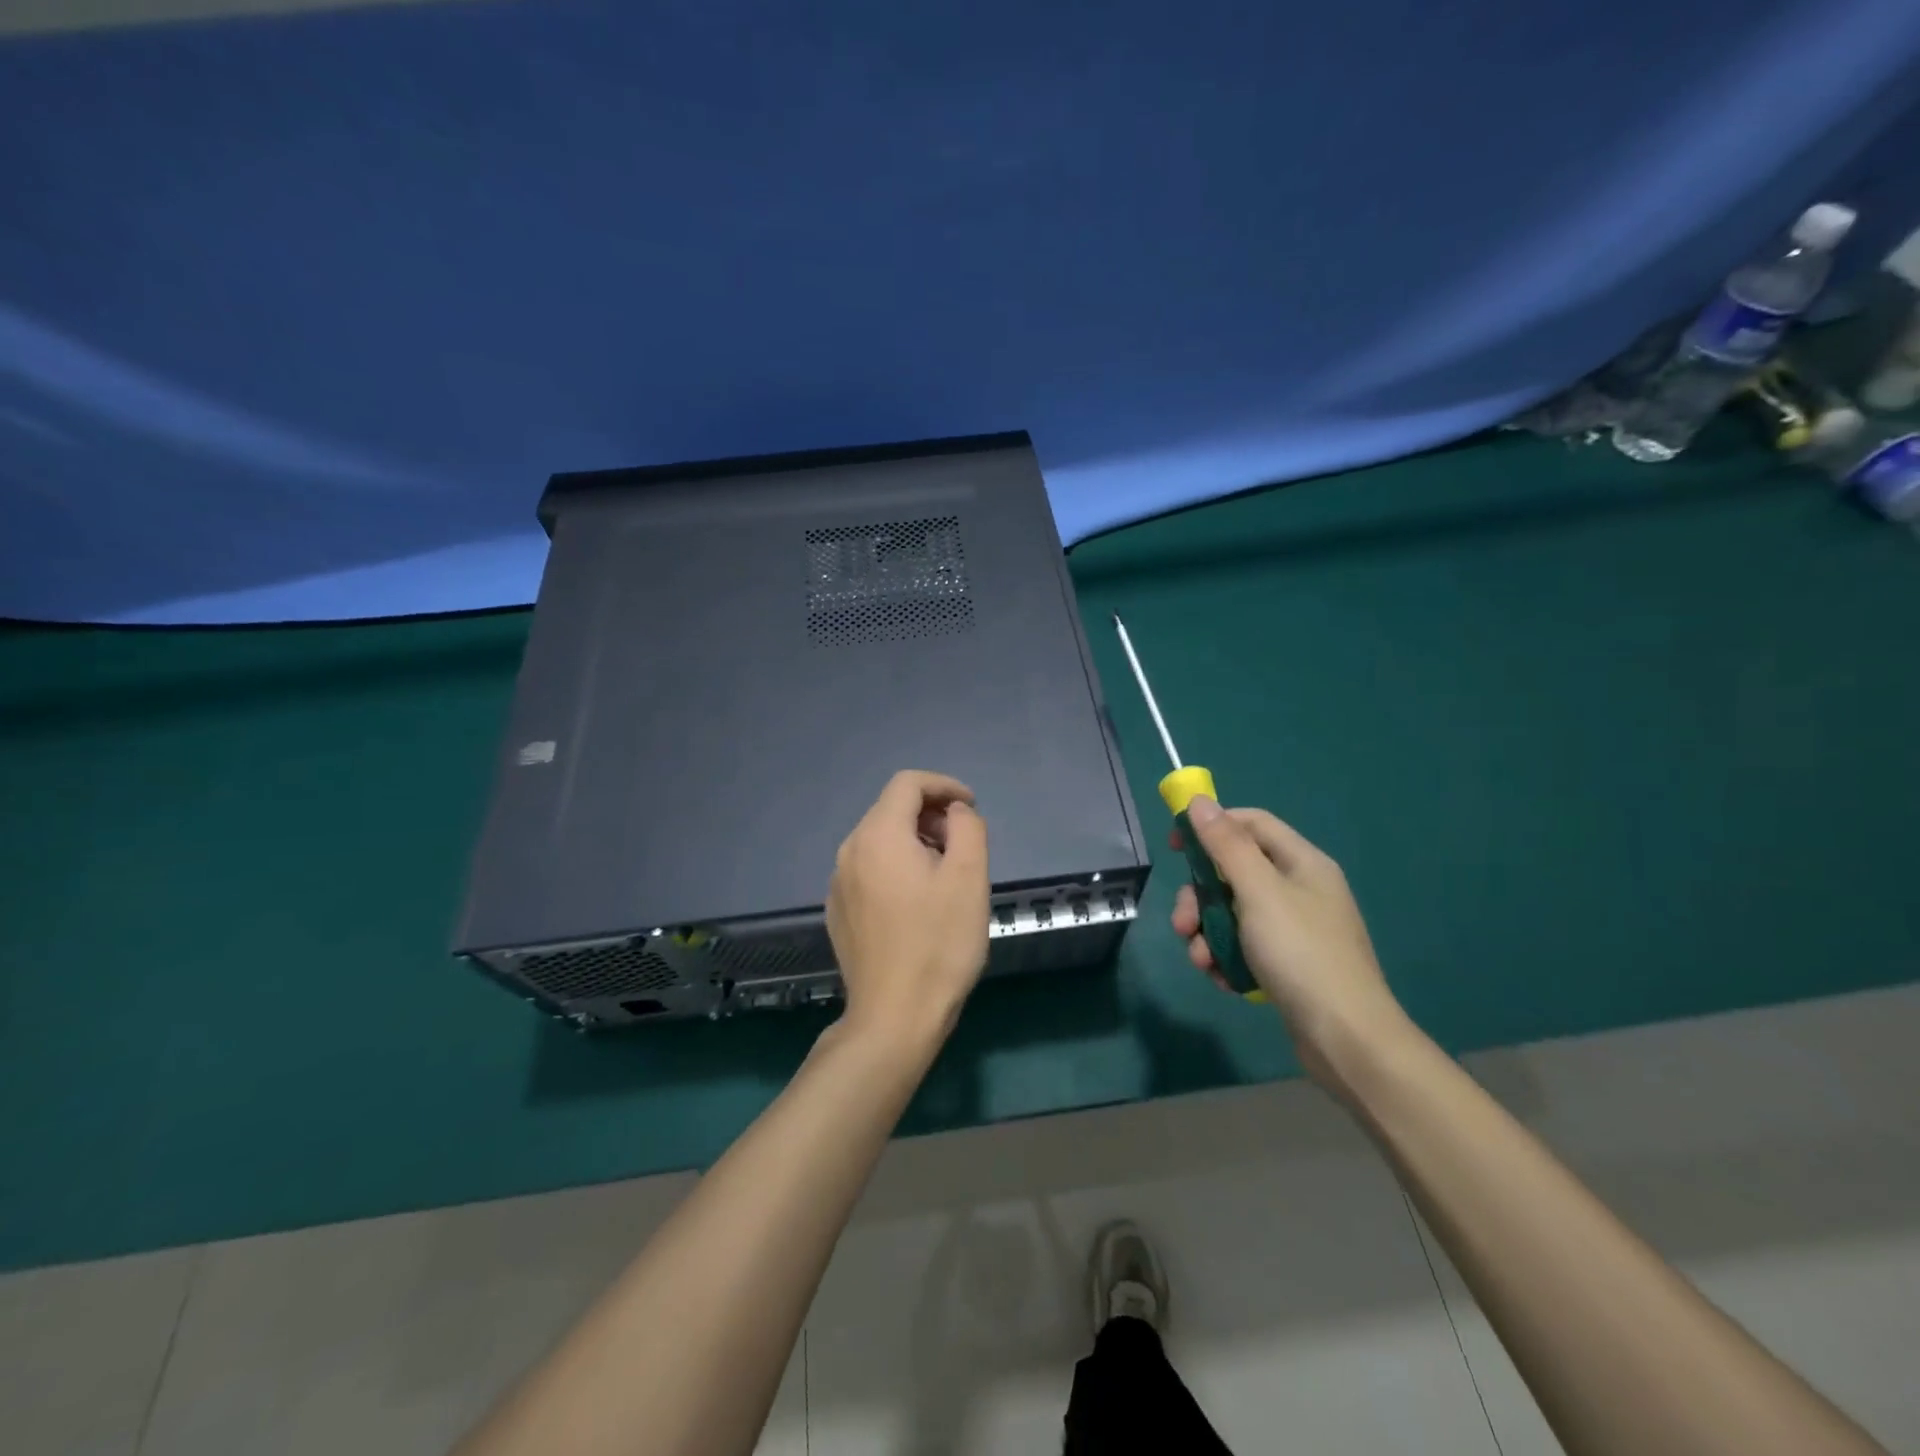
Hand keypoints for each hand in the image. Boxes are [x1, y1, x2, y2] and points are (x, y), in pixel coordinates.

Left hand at [826, 770, 990, 1049]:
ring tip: (944, 873)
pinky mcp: (838, 910)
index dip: (944, 785)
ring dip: (914, 841)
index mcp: (879, 835)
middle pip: (890, 809)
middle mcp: (849, 850)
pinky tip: (916, 902)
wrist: (893, 1017)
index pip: (908, 783)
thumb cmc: (939, 944)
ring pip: (879, 840)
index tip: (971, 807)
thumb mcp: (969, 878)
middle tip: (963, 844)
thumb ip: (967, 828)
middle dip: (931, 814)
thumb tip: (954, 812)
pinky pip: (869, 869)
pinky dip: (895, 866)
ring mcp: (838, 883)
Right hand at [1172, 797, 1411, 1093]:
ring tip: (1202, 962)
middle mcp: (1299, 890)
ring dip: (1207, 933)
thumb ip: (1226, 845)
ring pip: (1232, 913)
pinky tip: (1223, 980)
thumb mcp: (1259, 892)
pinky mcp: (1286, 964)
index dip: (1211, 826)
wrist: (1346, 1039)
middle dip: (1200, 898)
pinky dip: (1227, 958)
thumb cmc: (1302, 953)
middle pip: (1233, 873)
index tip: (1175, 846)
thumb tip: (1200, 802)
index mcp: (1302, 863)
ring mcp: (1294, 929)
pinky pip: (1243, 946)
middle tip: (1182, 923)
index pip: (1251, 824)